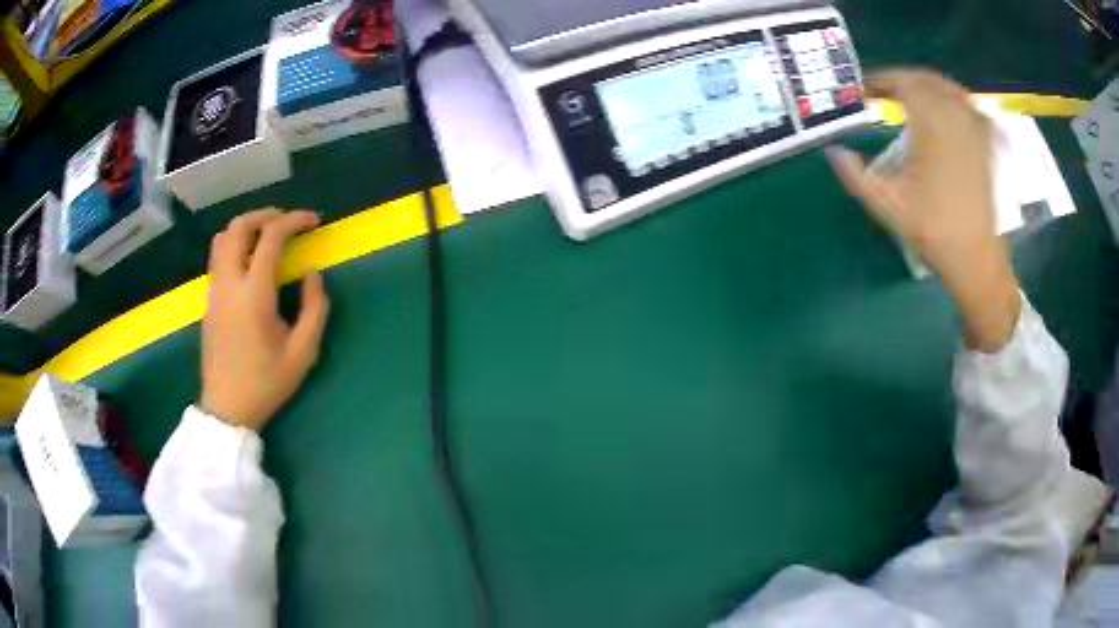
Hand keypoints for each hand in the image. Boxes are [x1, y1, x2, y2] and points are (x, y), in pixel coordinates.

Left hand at [200, 209, 330, 430]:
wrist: (227, 408)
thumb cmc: (267, 383)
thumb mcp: (303, 353)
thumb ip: (315, 308)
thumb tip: (312, 273)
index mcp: (254, 294)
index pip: (271, 238)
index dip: (294, 221)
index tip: (313, 221)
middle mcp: (229, 283)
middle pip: (239, 227)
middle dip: (265, 214)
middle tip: (287, 221)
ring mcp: (214, 290)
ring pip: (222, 238)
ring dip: (246, 227)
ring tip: (267, 234)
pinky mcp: (208, 300)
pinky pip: (217, 257)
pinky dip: (235, 244)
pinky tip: (250, 260)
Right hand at [826, 69, 1020, 351]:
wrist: (976, 257)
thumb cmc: (933, 230)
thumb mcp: (888, 206)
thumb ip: (856, 176)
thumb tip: (834, 151)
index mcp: (930, 125)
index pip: (903, 83)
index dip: (882, 80)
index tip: (866, 89)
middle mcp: (954, 117)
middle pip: (925, 79)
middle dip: (902, 79)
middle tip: (883, 90)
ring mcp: (974, 129)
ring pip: (948, 87)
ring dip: (926, 84)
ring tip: (910, 93)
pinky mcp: (985, 143)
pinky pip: (968, 105)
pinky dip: (952, 97)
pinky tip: (945, 105)